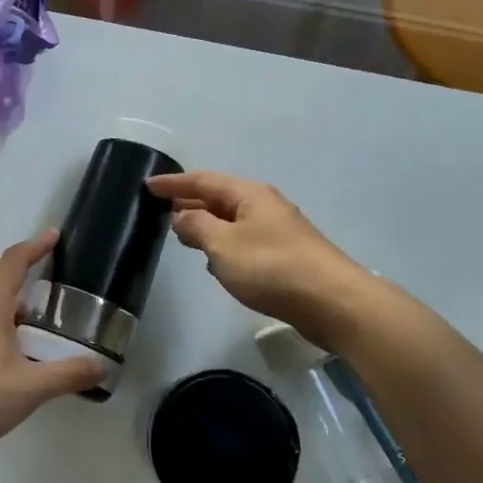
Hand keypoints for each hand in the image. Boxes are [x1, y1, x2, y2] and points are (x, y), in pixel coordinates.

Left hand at [0, 231, 104, 458]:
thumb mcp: (31, 387)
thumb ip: (67, 374)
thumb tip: (102, 366)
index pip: (13, 263)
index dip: (35, 247)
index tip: (53, 236)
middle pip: (0, 290)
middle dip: (27, 293)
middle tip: (54, 306)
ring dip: (12, 320)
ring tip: (36, 341)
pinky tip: (7, 369)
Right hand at [147, 171, 373, 350]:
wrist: (333, 302)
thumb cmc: (272, 267)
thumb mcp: (223, 245)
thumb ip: (196, 227)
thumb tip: (181, 216)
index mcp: (249, 195)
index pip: (203, 180)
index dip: (175, 183)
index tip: (149, 185)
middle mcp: (265, 206)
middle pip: (220, 197)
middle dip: (190, 202)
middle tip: (161, 210)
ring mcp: (278, 231)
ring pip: (232, 221)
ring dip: (207, 224)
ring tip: (183, 235)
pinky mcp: (285, 256)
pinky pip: (244, 241)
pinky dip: (224, 244)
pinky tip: (215, 262)